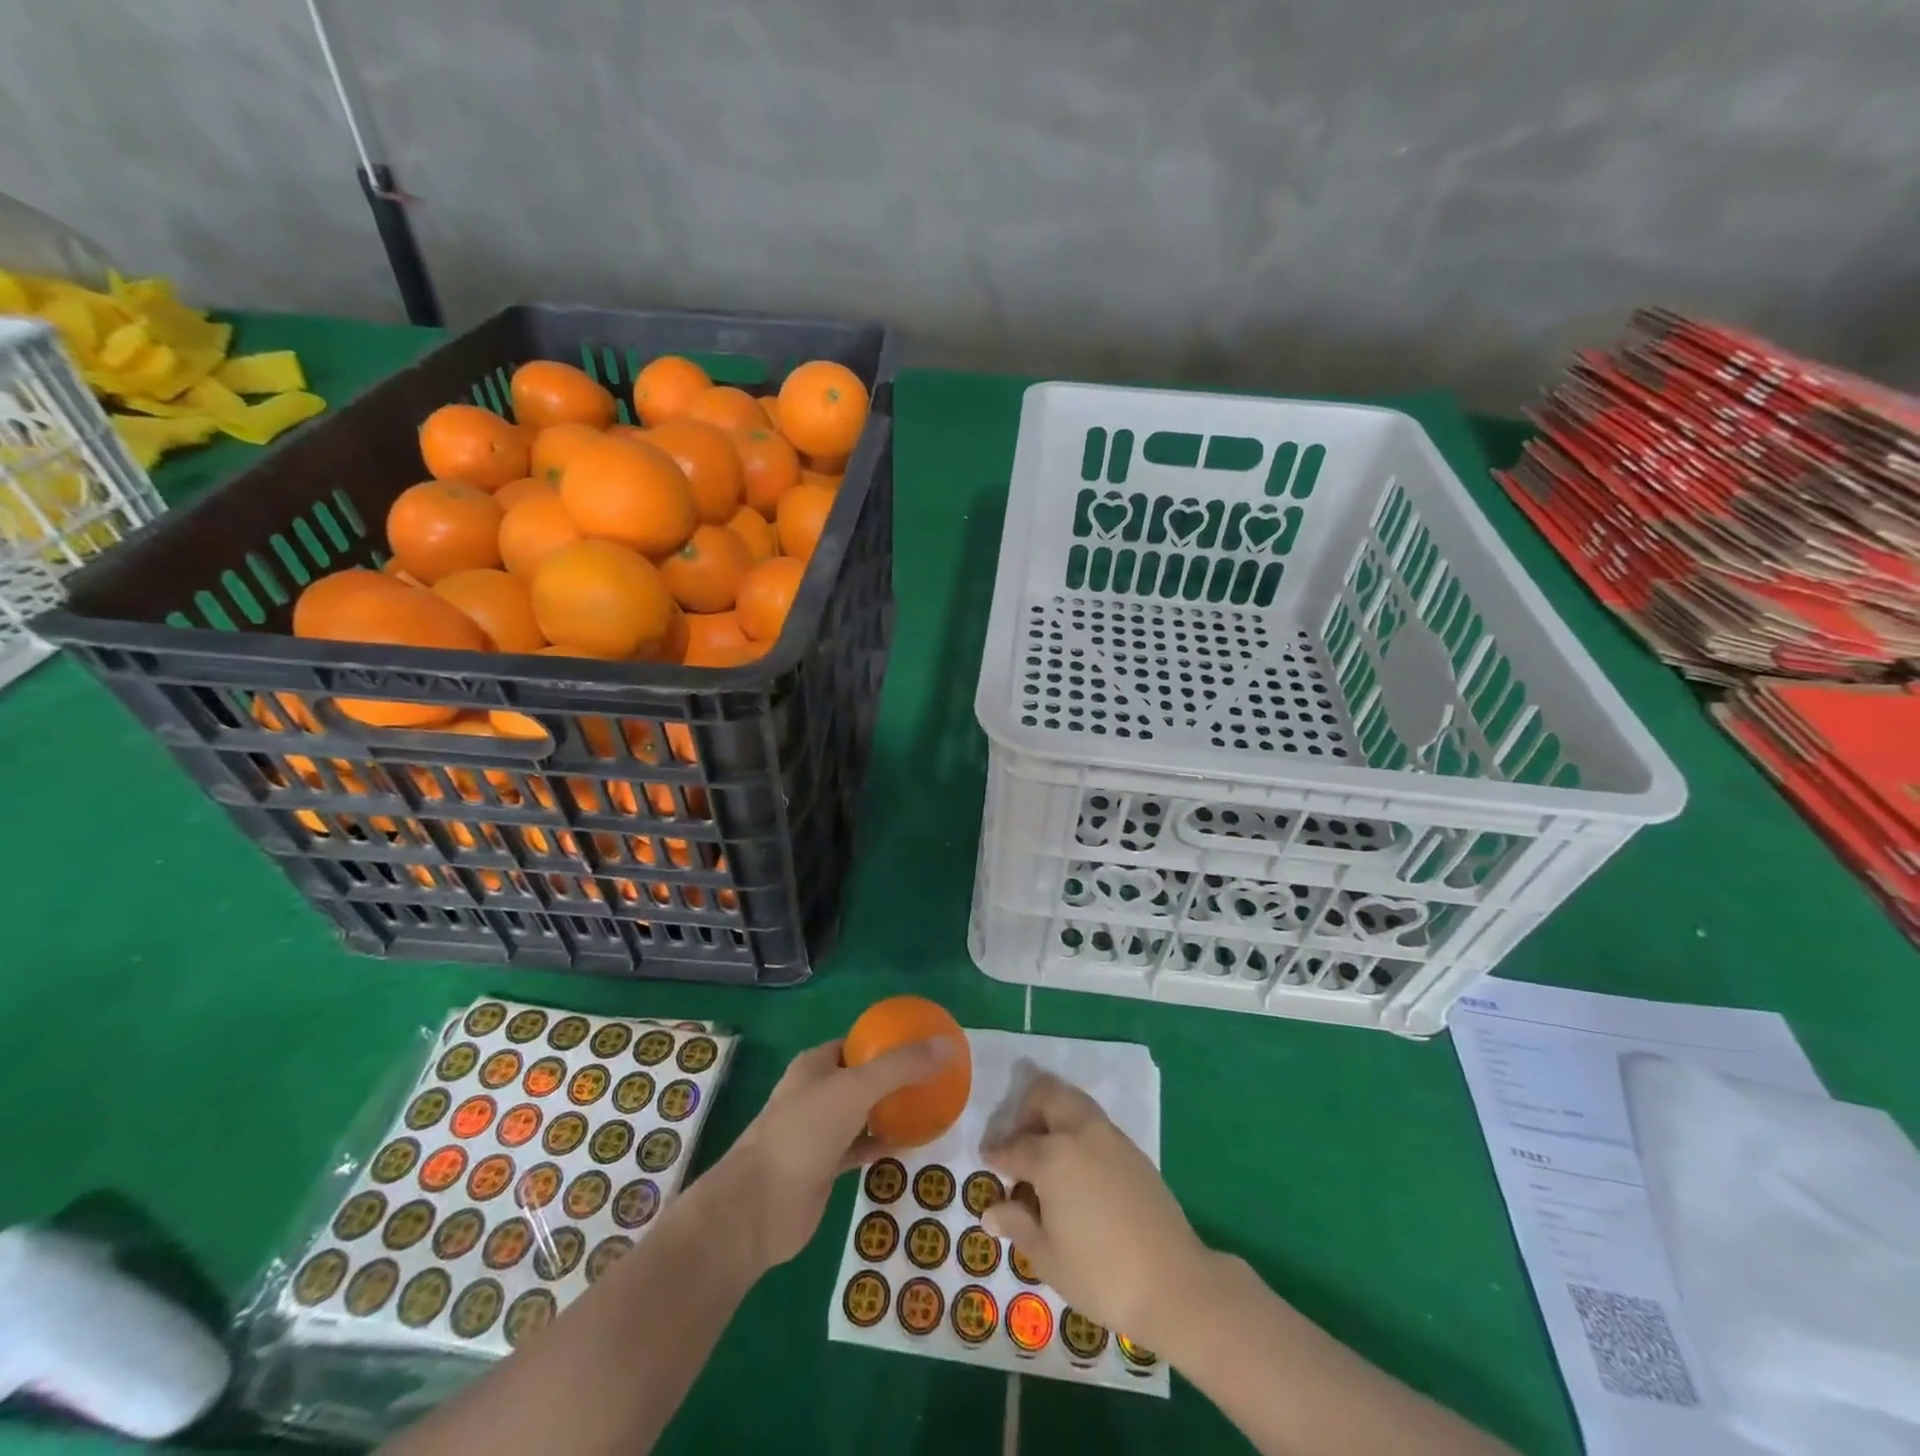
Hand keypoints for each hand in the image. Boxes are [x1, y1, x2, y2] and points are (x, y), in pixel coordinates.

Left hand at [709, 1037, 958, 1272]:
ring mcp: (819, 1131)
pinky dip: (882, 1144)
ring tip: (928, 1106)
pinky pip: (861, 1147)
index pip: (857, 1043)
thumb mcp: (856, 1088)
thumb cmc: (804, 1132)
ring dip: (890, 1111)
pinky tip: (910, 1144)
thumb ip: (901, 1067)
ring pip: (862, 1113)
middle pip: (862, 1077)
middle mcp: (816, 1092)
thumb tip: (947, 1046)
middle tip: (933, 1077)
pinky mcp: (824, 1166)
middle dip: (894, 1076)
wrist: (759, 1207)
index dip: (887, 1041)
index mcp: (816, 1064)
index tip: (923, 1044)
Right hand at [980, 1071, 1213, 1352]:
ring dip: (1054, 1114)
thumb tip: (992, 1210)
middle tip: (1018, 1140)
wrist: (1174, 1283)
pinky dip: (1077, 1130)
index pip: (1014, 1146)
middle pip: (1048, 1094)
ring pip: (1074, 1102)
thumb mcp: (1048, 1258)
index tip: (988, 1159)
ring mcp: (1111, 1137)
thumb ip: (1018, 1225)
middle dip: (1026, 1109)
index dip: (997, 1153)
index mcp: (1053, 1157)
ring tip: (1046, 1152)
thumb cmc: (1101, 1275)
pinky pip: (1095, 1124)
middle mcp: (1081, 1134)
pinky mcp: (1133, 1150)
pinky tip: (1076, 1169)